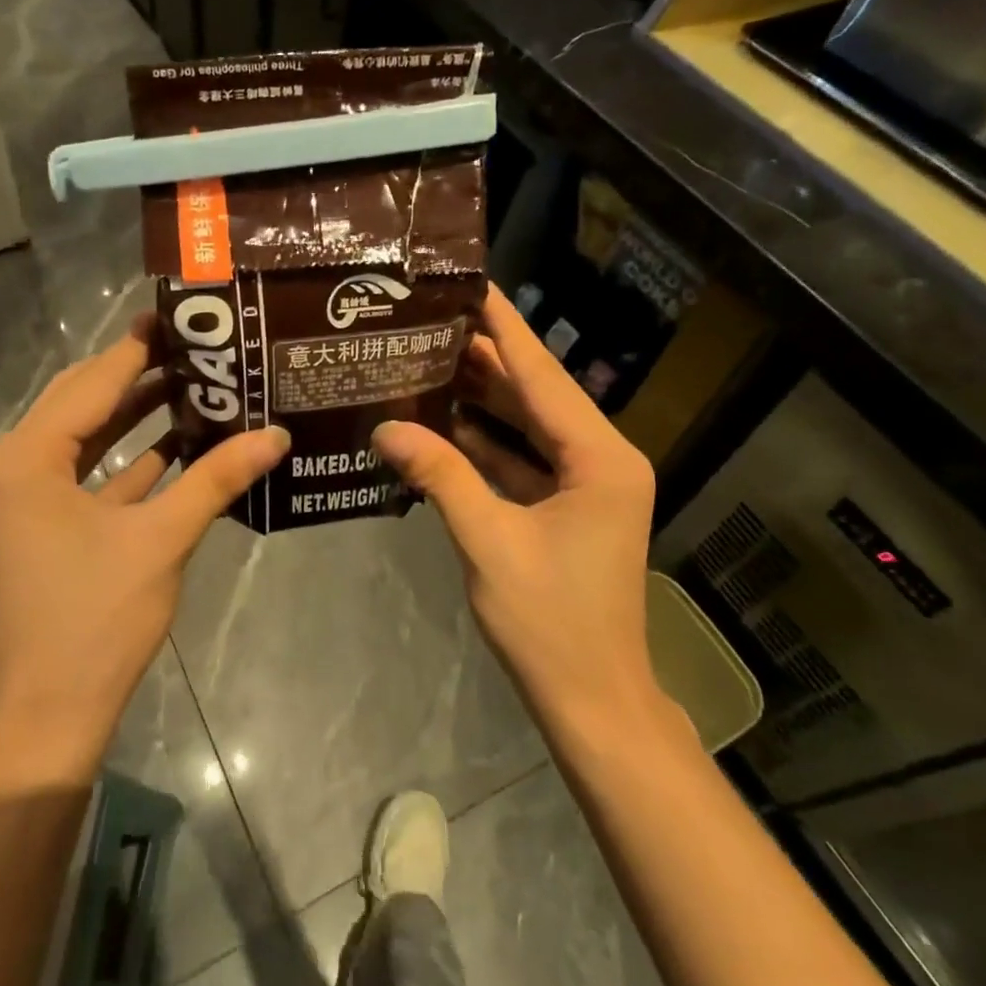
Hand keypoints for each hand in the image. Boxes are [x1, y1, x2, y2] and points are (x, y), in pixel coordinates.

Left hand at [0, 315, 289, 773]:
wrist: (47, 719)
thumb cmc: (96, 621)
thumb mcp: (161, 540)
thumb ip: (217, 478)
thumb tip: (277, 434)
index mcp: (25, 459)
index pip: (90, 383)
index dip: (138, 347)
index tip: (181, 316)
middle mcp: (12, 468)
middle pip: (81, 403)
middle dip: (137, 374)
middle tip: (195, 345)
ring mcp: (21, 501)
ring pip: (84, 439)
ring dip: (134, 415)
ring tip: (195, 383)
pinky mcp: (38, 528)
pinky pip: (85, 476)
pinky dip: (127, 460)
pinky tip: (178, 443)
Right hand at [373, 284, 683, 751]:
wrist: (592, 701)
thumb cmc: (549, 622)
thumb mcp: (488, 541)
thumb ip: (440, 475)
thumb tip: (385, 427)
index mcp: (599, 458)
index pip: (543, 376)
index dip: (504, 328)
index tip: (471, 285)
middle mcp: (600, 460)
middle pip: (536, 395)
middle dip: (486, 359)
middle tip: (431, 320)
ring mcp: (585, 486)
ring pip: (528, 427)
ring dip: (482, 400)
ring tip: (429, 358)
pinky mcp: (566, 509)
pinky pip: (523, 461)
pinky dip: (486, 444)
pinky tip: (441, 423)